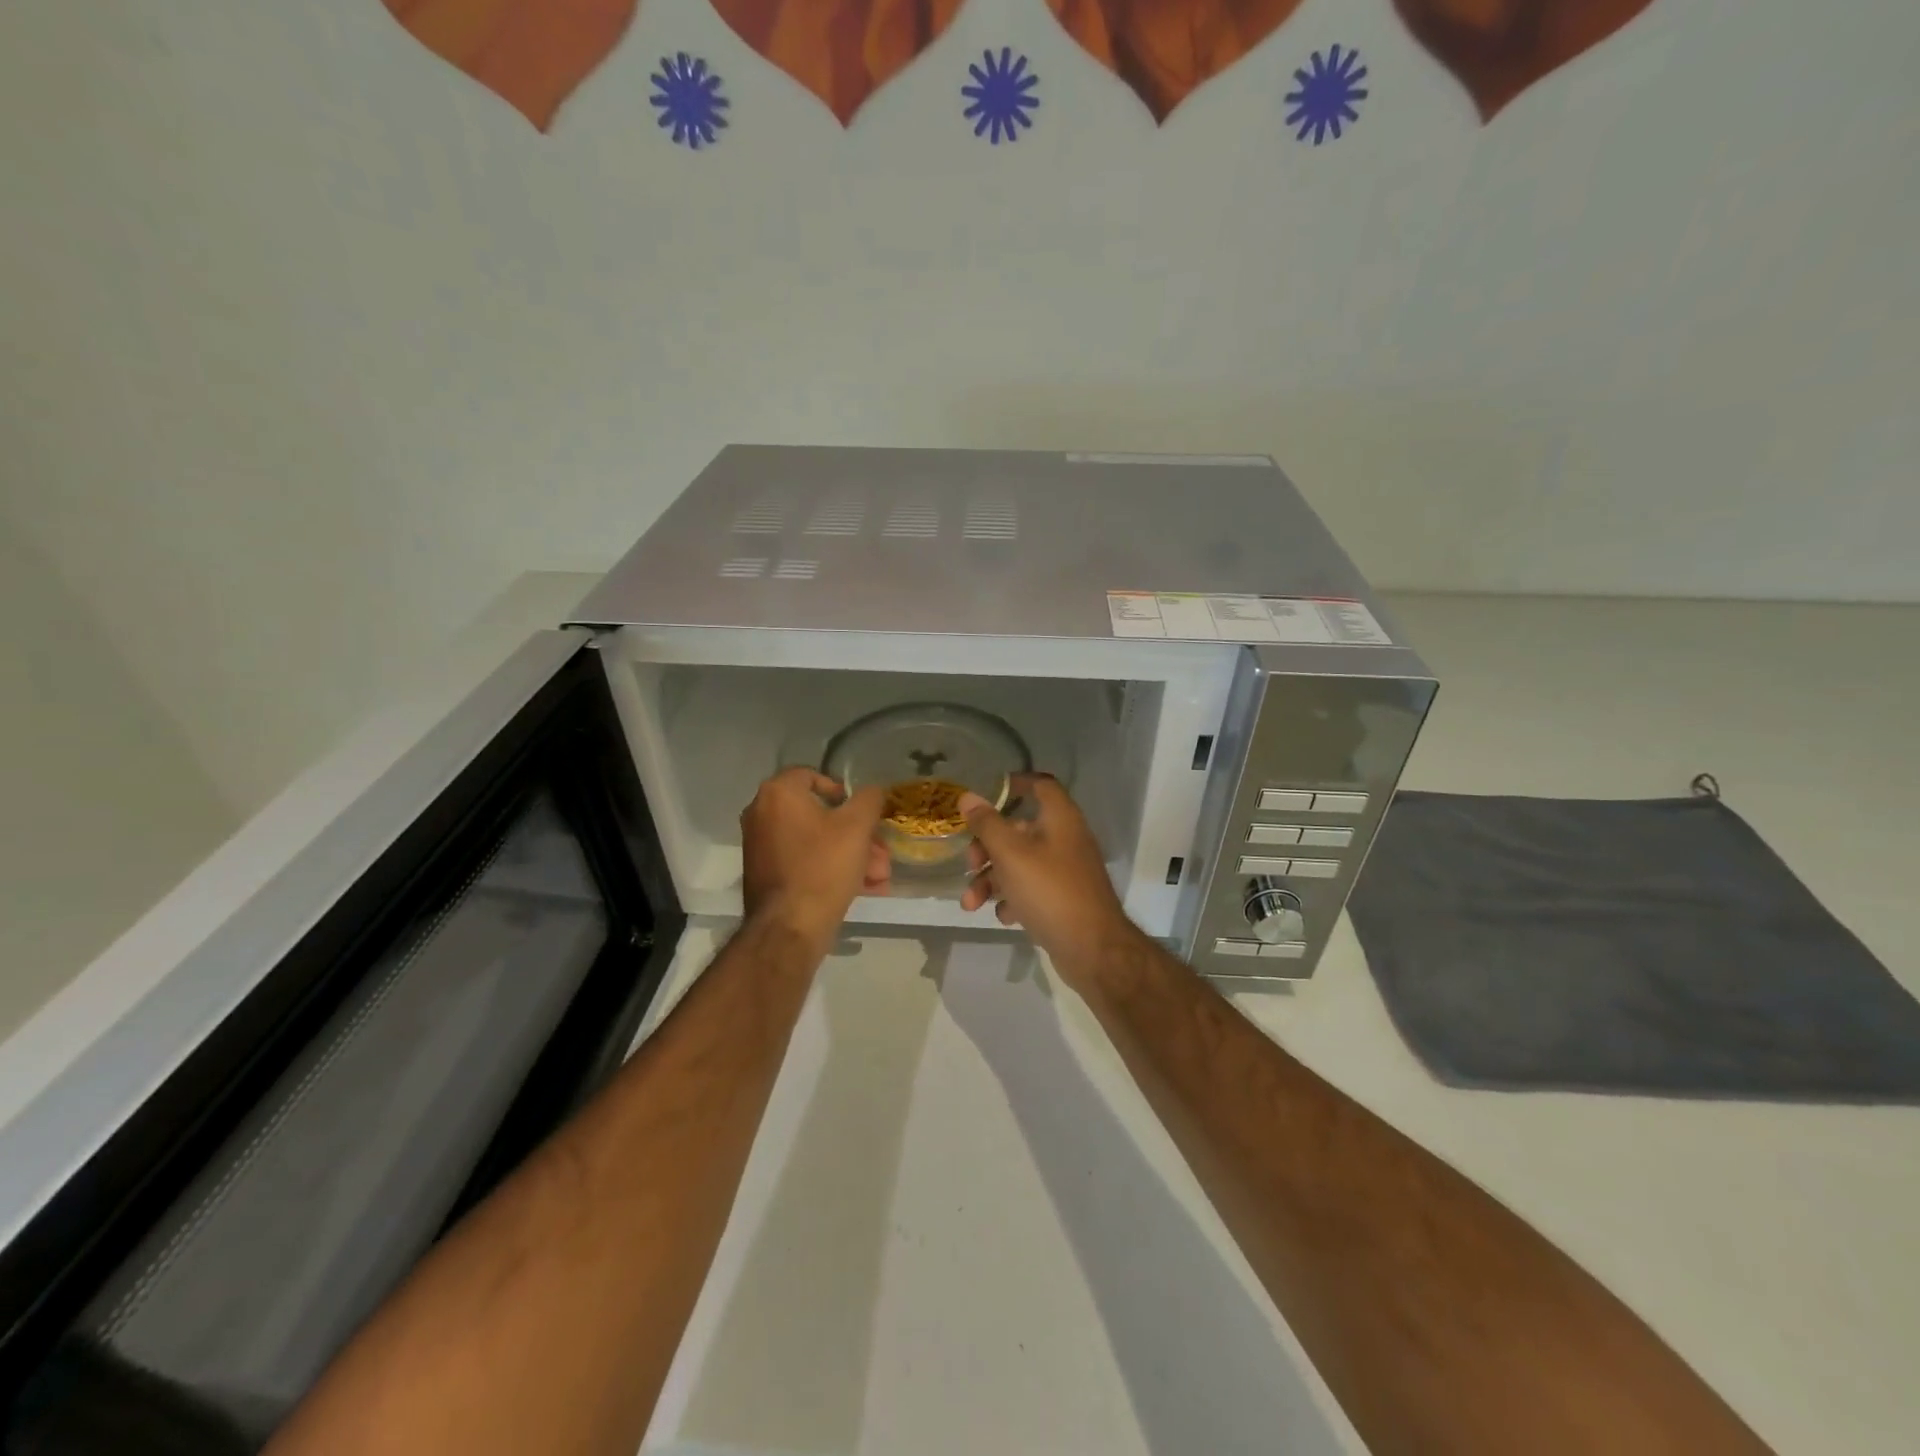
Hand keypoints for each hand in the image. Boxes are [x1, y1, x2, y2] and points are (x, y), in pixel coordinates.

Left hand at [741, 769, 889, 952]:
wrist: (789, 928)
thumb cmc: (823, 866)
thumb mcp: (857, 827)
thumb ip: (869, 799)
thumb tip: (871, 792)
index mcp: (777, 794)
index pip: (811, 776)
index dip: (841, 790)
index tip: (861, 811)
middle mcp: (761, 815)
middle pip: (819, 815)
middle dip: (857, 834)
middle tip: (880, 852)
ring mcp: (760, 847)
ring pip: (816, 841)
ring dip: (851, 854)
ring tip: (879, 876)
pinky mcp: (766, 875)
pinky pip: (804, 862)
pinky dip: (831, 869)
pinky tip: (863, 888)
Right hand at [959, 774, 1134, 987]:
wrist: (1092, 949)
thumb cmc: (1050, 891)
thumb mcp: (1011, 854)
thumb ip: (987, 824)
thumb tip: (968, 796)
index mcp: (1060, 819)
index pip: (1041, 785)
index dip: (1015, 783)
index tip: (987, 793)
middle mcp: (1066, 839)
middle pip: (1020, 830)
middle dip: (987, 847)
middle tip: (970, 863)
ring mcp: (1066, 871)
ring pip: (1020, 864)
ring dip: (992, 880)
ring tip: (971, 904)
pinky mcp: (1063, 899)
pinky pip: (1031, 890)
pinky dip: (1013, 899)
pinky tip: (1005, 917)